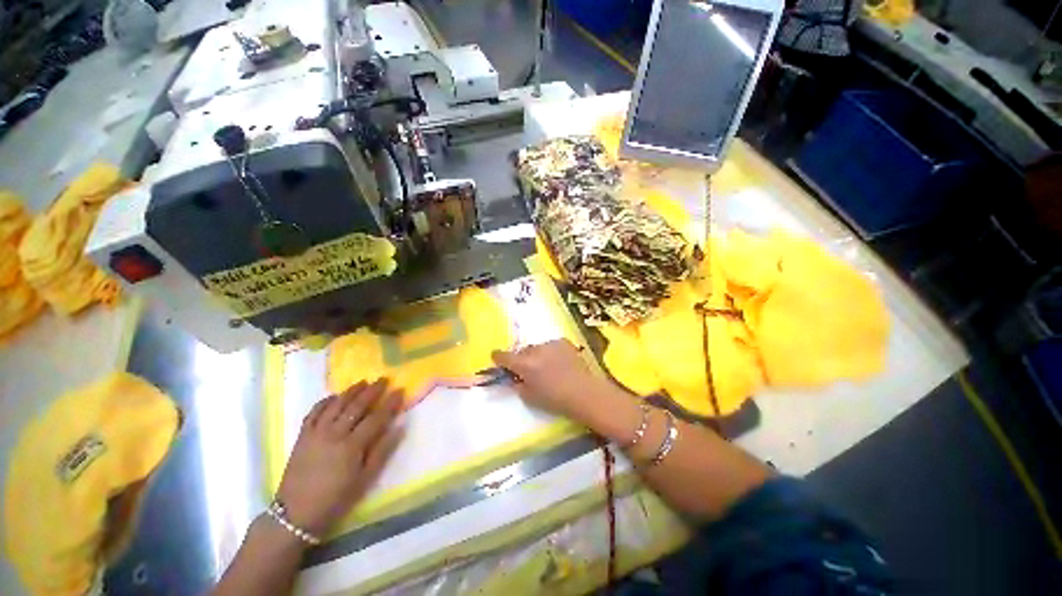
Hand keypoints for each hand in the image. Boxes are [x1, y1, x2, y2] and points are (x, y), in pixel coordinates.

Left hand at [275, 379, 403, 536]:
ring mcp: (316, 433)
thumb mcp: (364, 480)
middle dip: (372, 391)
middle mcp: (334, 434)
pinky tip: (333, 397)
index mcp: (352, 446)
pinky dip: (325, 402)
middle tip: (384, 380)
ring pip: (336, 405)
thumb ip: (383, 452)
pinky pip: (314, 412)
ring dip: (350, 391)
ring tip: (363, 382)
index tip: (400, 390)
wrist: (295, 514)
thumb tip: (400, 428)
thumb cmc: (336, 499)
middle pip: (356, 406)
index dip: (389, 403)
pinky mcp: (302, 436)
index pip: (376, 418)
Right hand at [491, 339, 625, 424]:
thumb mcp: (529, 397)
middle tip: (529, 371)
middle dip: (522, 359)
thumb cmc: (555, 400)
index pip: (503, 356)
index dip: (498, 358)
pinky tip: (560, 363)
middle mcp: (535, 350)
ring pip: (537, 348)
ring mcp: (550, 343)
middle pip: (521, 351)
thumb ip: (517, 384)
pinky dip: (551, 352)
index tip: (497, 360)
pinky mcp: (563, 341)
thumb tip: (513, 377)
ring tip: (548, 368)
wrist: (584, 393)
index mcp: (524, 364)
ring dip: (537, 355)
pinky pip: (551, 346)